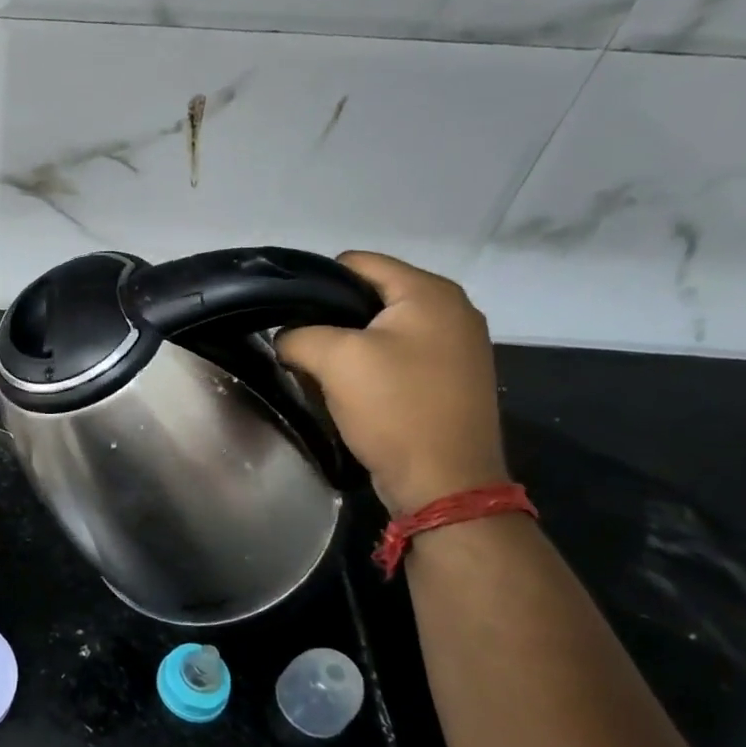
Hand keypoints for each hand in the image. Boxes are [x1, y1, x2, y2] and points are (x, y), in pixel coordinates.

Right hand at [274, 252, 509, 514]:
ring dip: (349, 345)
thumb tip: (287, 339)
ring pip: (382, 328)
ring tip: (322, 370)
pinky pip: (399, 355)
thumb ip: (298, 335)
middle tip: (301, 345)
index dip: (316, 282)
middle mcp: (452, 309)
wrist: (446, 483)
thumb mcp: (334, 360)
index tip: (289, 314)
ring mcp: (458, 346)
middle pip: (370, 294)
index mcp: (429, 292)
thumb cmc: (395, 408)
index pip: (357, 263)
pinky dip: (372, 365)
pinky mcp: (453, 378)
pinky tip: (352, 390)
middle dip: (331, 317)